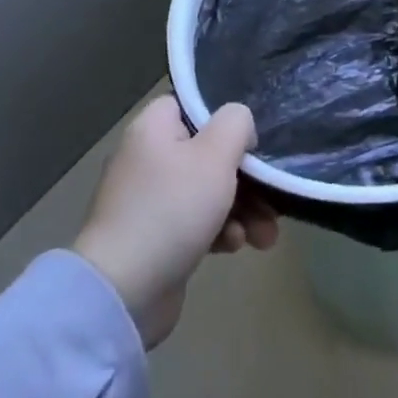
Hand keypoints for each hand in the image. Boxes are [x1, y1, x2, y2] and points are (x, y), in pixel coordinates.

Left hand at [73, 95, 278, 348]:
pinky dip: (219, 231)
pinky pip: (195, 222)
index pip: (195, 105)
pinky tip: (236, 246)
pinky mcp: (154, 238)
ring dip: (242, 209)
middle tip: (273, 195)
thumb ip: (236, 123)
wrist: (123, 292)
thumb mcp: (215, 154)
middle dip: (247, 178)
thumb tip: (239, 124)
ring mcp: (149, 200)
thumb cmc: (172, 209)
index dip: (227, 119)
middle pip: (208, 152)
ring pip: (208, 191)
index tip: (251, 140)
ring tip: (266, 235)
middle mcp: (148, 157)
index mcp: (153, 127)